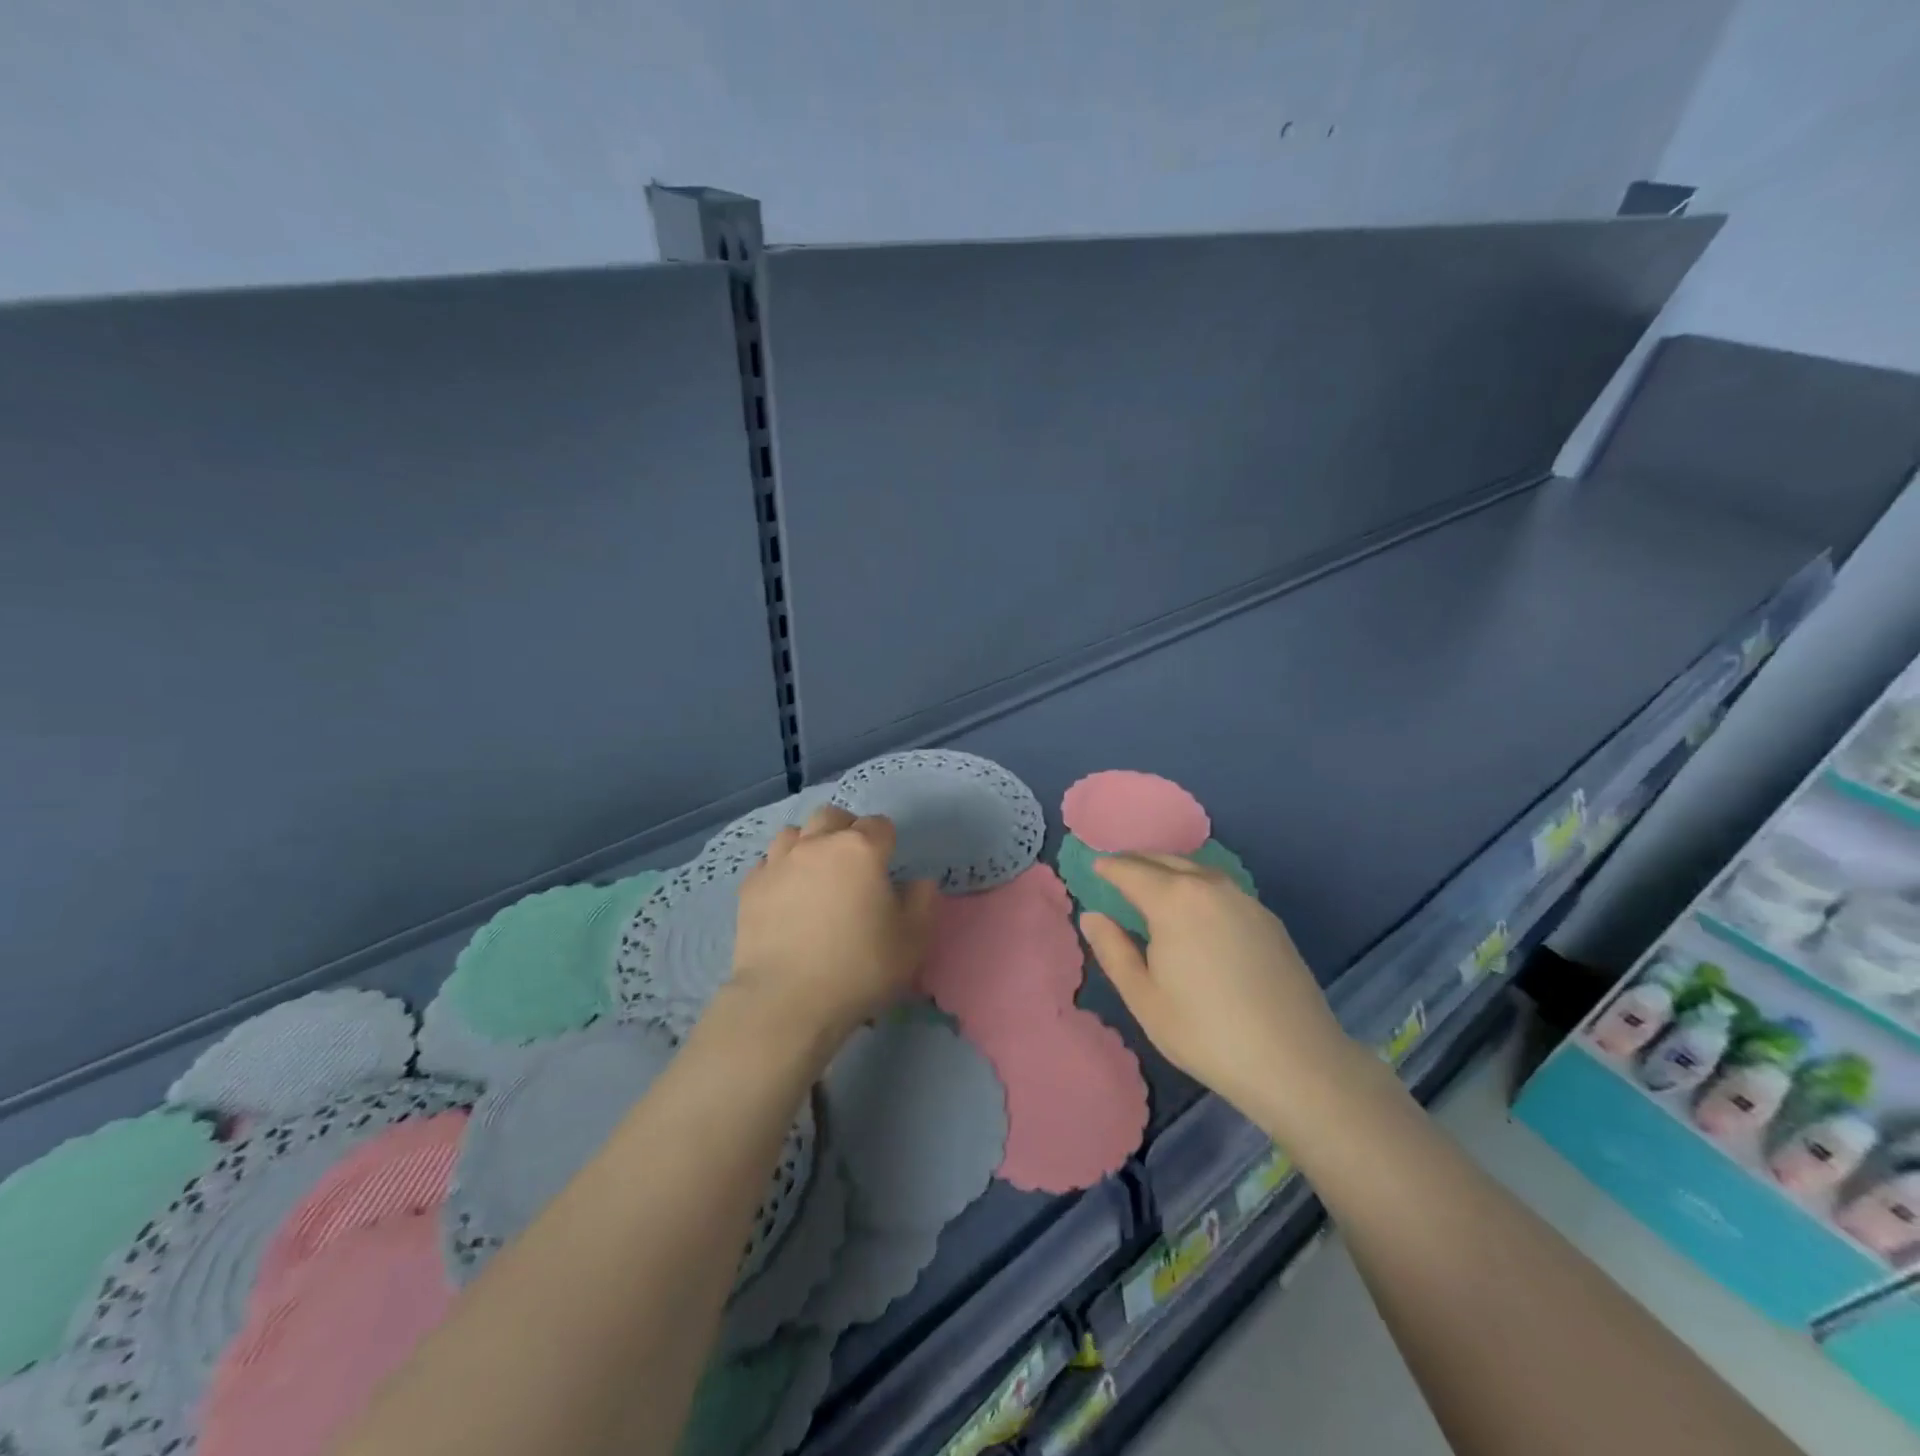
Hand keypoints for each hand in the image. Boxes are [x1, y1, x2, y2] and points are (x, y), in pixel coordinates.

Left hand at [729, 806, 938, 1046]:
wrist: (787, 1001)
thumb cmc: (859, 968)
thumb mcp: (912, 941)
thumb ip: (922, 902)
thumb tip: (917, 882)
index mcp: (860, 849)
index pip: (880, 825)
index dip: (888, 842)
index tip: (888, 868)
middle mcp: (817, 844)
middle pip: (833, 816)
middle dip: (846, 830)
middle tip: (853, 863)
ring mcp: (778, 863)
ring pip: (794, 832)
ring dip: (809, 843)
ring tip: (816, 873)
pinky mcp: (750, 887)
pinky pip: (768, 862)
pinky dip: (781, 870)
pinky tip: (786, 894)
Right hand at [1080, 853, 1364, 1134]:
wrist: (1296, 1062)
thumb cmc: (1206, 1032)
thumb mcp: (1144, 998)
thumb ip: (1113, 950)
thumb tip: (1092, 916)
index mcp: (1174, 900)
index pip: (1131, 869)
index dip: (1109, 867)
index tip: (1095, 866)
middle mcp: (1210, 886)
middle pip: (1165, 860)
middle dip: (1137, 861)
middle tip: (1117, 870)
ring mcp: (1244, 899)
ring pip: (1196, 869)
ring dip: (1169, 870)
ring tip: (1152, 885)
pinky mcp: (1267, 918)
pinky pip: (1221, 887)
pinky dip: (1197, 885)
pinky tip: (1195, 909)